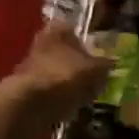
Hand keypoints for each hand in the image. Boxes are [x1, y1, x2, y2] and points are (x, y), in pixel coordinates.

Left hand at [3, 21, 109, 138]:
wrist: (28, 105)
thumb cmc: (65, 77)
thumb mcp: (95, 71)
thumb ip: (105, 65)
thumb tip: (114, 62)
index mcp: (57, 30)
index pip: (74, 29)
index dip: (87, 43)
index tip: (98, 57)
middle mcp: (41, 42)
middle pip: (63, 51)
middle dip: (76, 63)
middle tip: (93, 78)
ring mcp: (30, 66)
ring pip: (54, 71)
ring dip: (66, 82)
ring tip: (83, 96)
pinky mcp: (24, 90)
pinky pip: (47, 91)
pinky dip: (57, 98)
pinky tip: (69, 108)